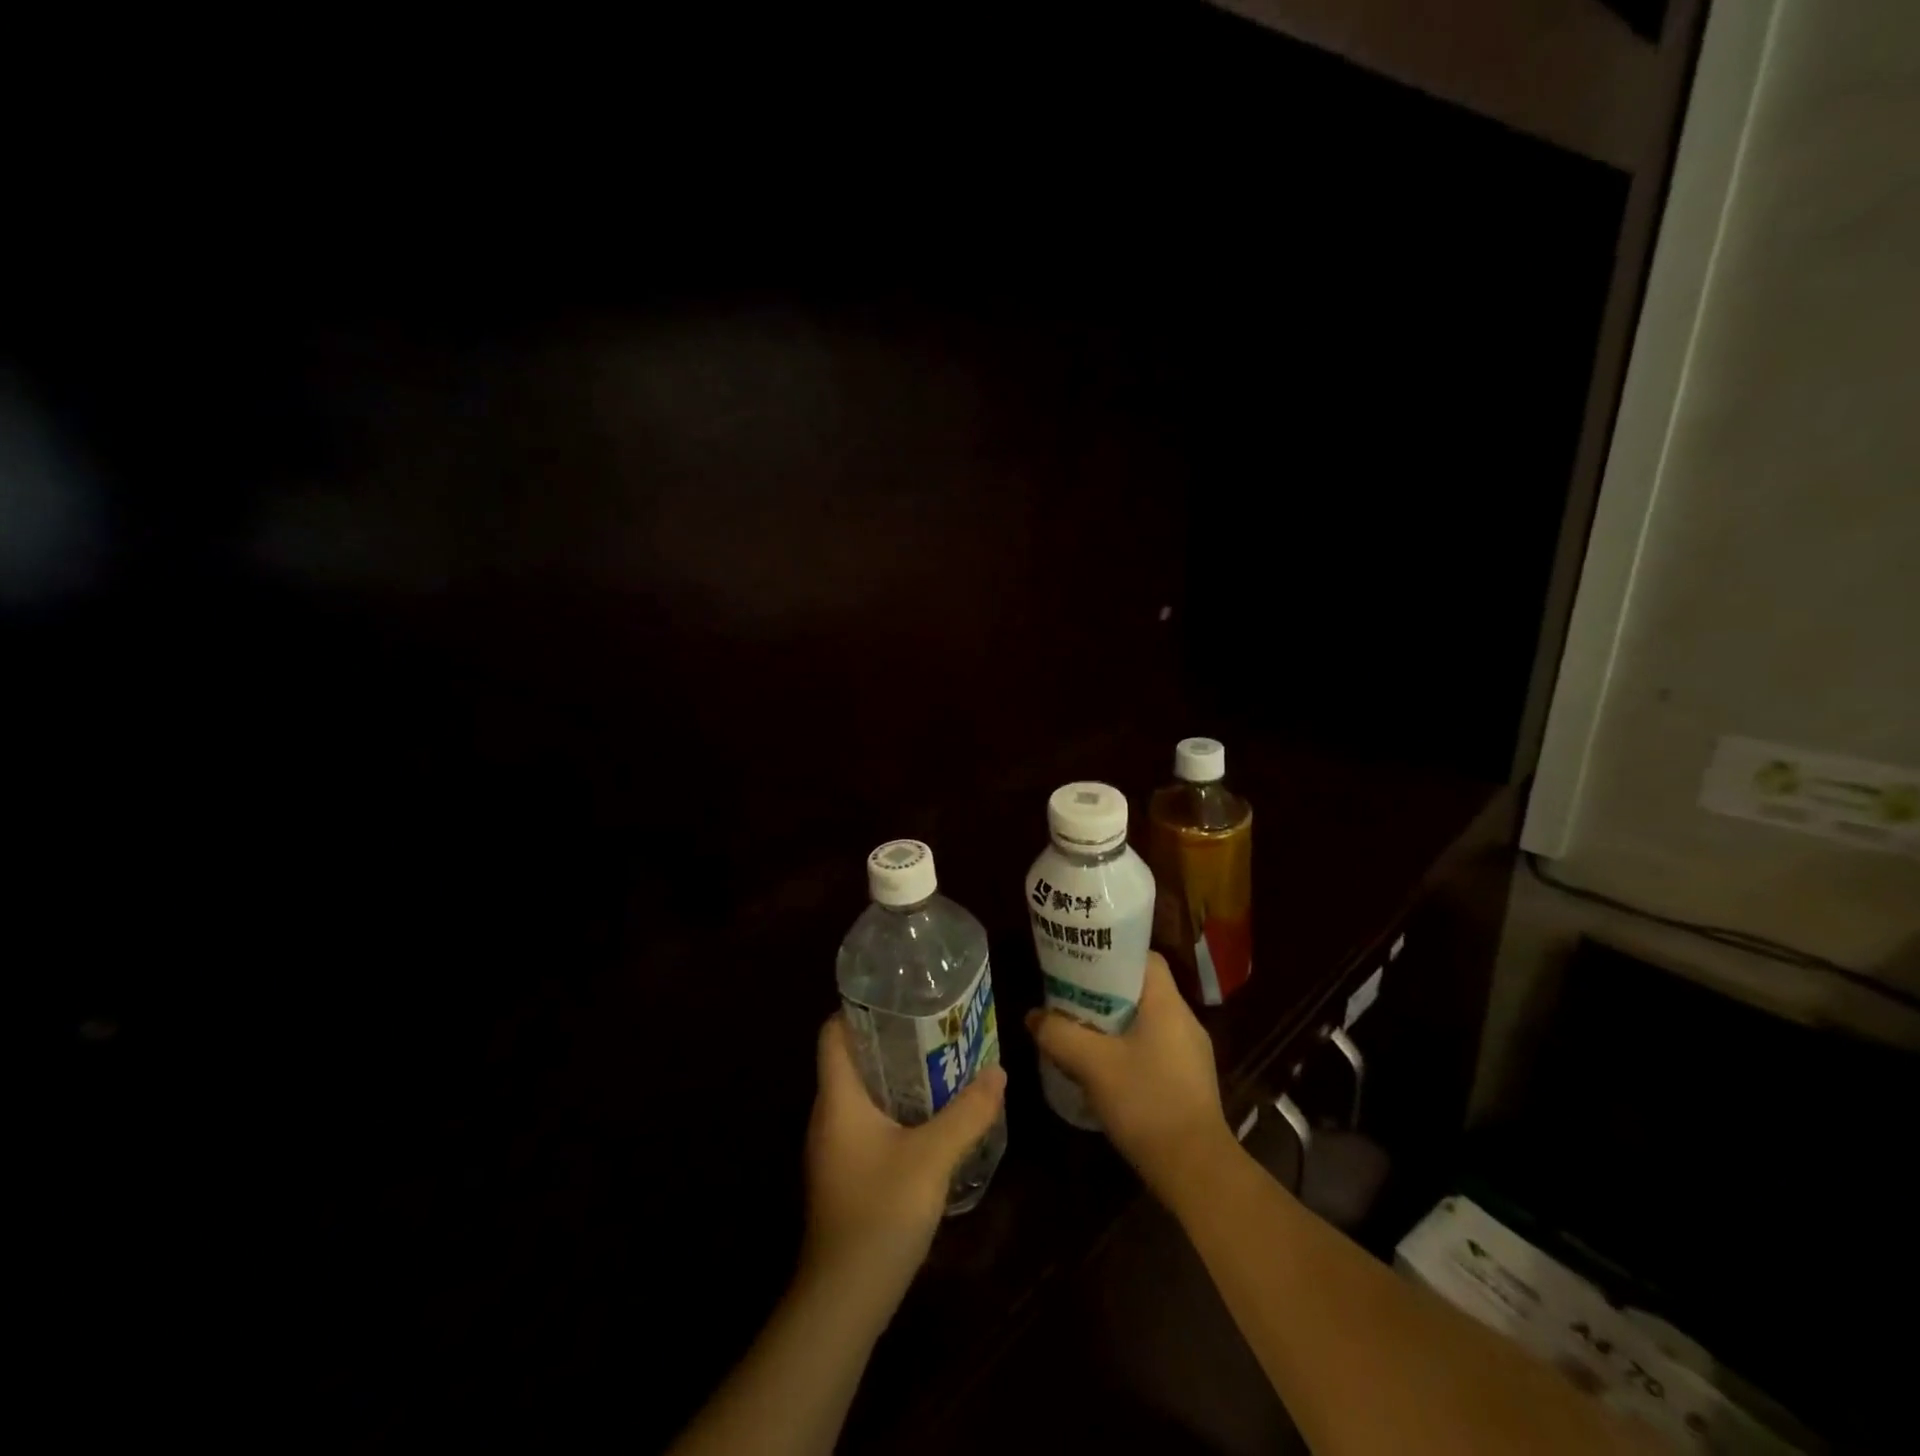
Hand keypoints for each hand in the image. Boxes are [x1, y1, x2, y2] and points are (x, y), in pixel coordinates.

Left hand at [802, 1015, 1006, 1297]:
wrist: (844, 1301)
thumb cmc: (880, 1213)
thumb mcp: (932, 1158)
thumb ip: (967, 1113)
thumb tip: (998, 1071)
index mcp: (838, 1099)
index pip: (833, 1033)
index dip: (860, 1009)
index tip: (901, 997)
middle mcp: (829, 1116)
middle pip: (853, 1060)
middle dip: (893, 1041)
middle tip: (936, 1026)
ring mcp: (835, 1148)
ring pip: (864, 1094)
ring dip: (898, 1078)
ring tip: (942, 1063)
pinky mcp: (846, 1174)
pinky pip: (869, 1123)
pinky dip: (897, 1110)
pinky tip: (931, 1119)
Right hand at [1025, 952, 1232, 1199]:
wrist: (1195, 1170)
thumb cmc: (1146, 1102)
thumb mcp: (1092, 1064)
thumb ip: (1059, 1034)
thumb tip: (1033, 1016)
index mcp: (1167, 1004)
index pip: (1144, 958)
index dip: (1112, 955)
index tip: (1081, 963)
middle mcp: (1184, 1021)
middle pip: (1140, 989)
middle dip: (1103, 992)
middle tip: (1069, 997)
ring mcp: (1190, 1053)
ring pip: (1145, 1022)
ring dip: (1113, 1023)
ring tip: (1079, 1030)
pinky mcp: (1188, 1081)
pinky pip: (1153, 1048)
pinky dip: (1127, 1048)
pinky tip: (1103, 1068)